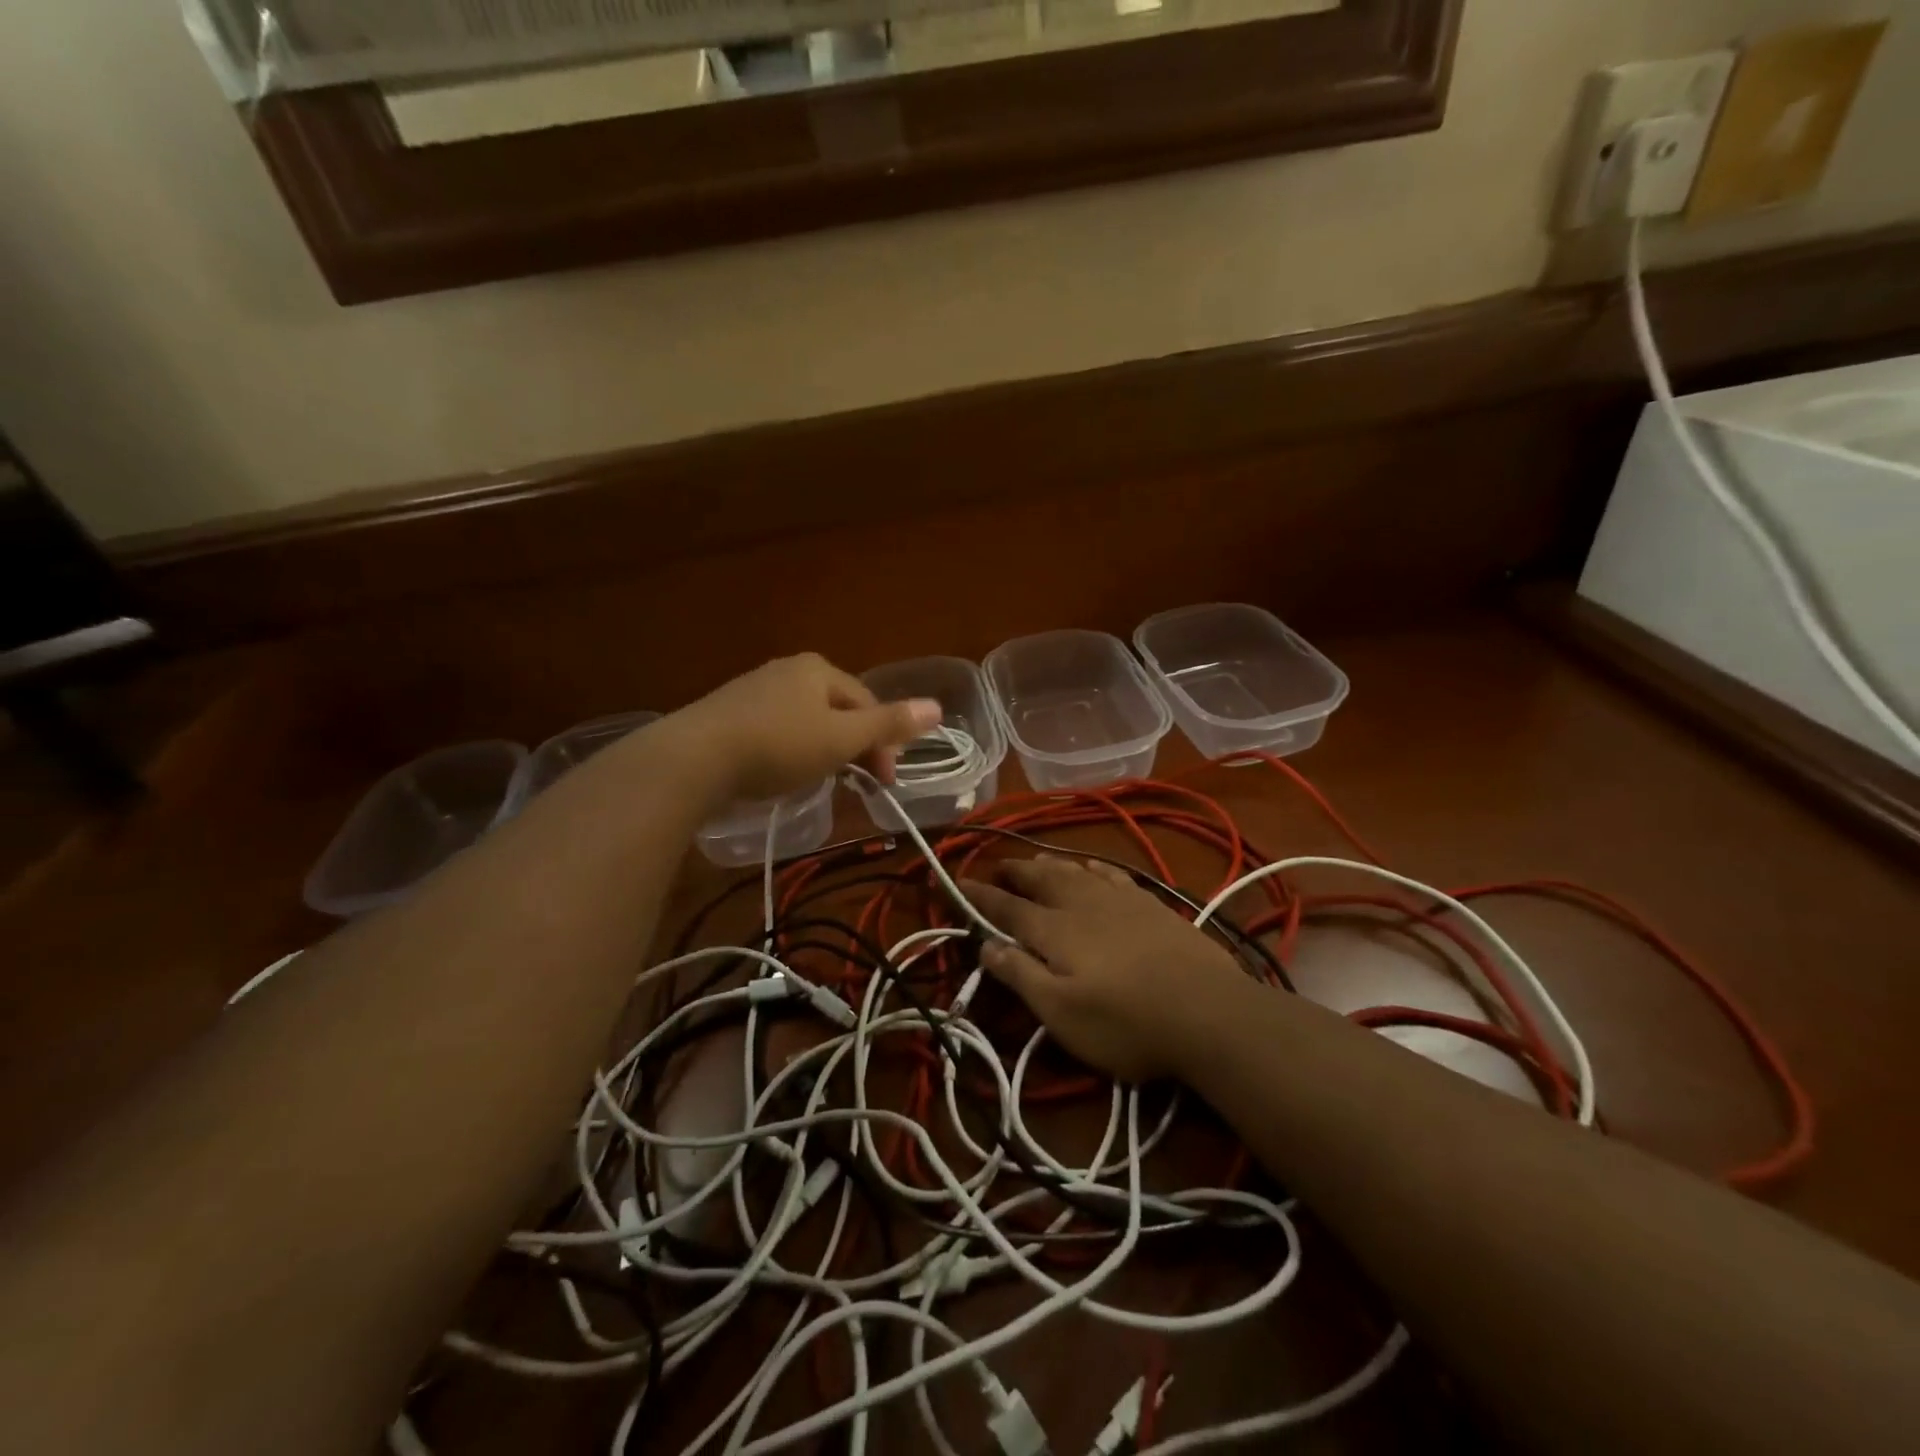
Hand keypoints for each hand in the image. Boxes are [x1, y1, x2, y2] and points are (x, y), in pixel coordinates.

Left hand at [667, 653, 941, 802]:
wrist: (693, 759)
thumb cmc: (778, 745)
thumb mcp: (841, 738)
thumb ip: (889, 724)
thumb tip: (938, 706)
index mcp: (818, 669)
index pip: (867, 703)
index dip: (884, 743)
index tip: (885, 783)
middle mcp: (787, 670)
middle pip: (837, 710)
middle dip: (854, 746)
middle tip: (859, 785)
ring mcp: (754, 690)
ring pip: (806, 721)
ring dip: (824, 750)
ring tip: (822, 781)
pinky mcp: (728, 714)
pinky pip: (776, 730)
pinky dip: (791, 751)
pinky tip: (782, 773)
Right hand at [959, 856, 1249, 1082]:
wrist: (1208, 1011)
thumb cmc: (1126, 1022)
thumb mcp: (1062, 1014)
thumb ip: (1021, 975)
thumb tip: (985, 945)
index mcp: (1054, 930)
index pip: (1006, 908)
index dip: (980, 896)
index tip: (958, 883)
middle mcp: (1081, 904)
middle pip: (1039, 879)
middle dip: (1013, 872)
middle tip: (996, 867)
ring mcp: (1119, 900)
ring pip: (1074, 870)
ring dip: (1048, 864)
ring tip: (1034, 861)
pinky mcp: (1150, 904)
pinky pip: (1111, 873)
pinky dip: (1092, 866)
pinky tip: (1091, 866)